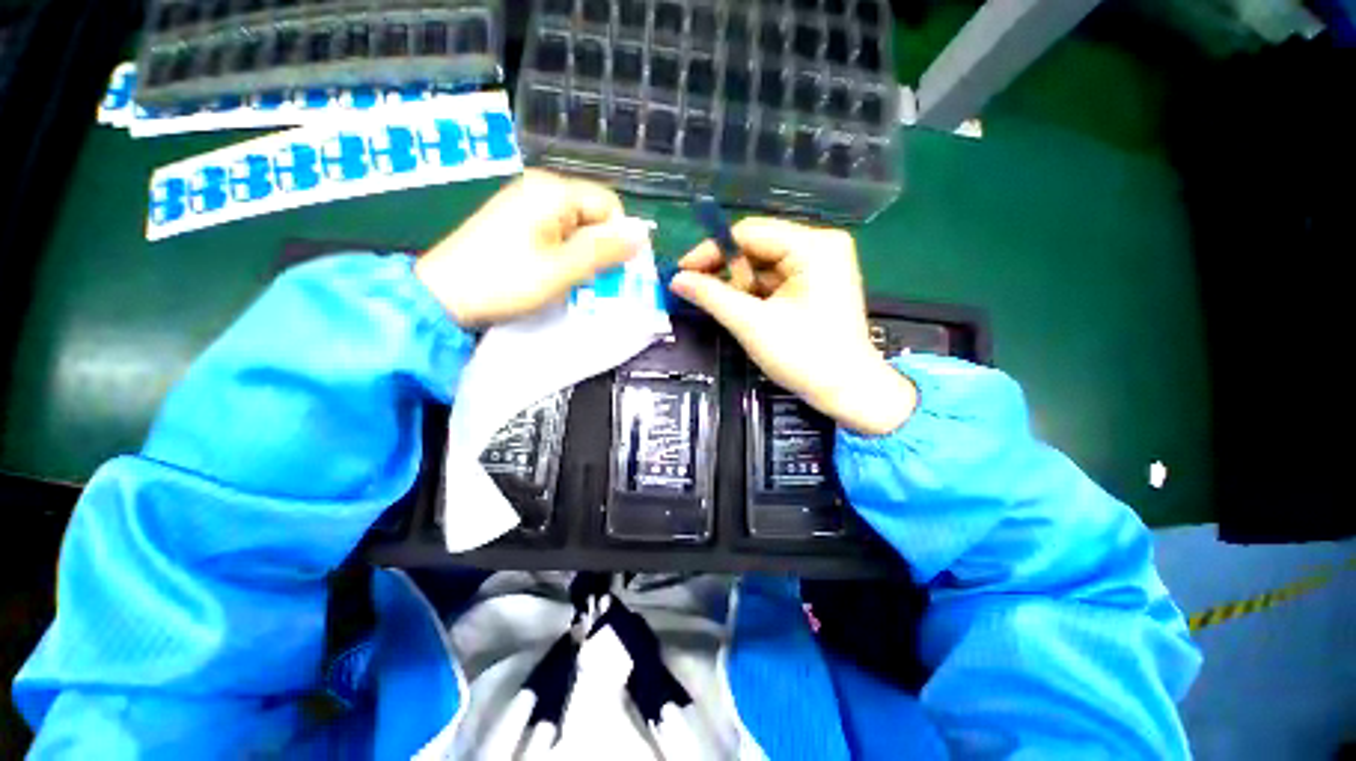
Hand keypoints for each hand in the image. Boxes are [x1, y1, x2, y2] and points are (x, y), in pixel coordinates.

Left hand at [416, 170, 641, 326]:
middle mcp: (540, 188)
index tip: (610, 270)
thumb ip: (605, 250)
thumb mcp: (564, 269)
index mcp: (553, 191)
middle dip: (599, 248)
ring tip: (569, 279)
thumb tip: (642, 235)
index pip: (610, 205)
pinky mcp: (516, 221)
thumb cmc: (507, 281)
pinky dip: (564, 254)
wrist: (445, 296)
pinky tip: (553, 273)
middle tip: (588, 279)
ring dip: (583, 254)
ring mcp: (525, 203)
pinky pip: (557, 233)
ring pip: (577, 227)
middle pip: (593, 214)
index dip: (617, 238)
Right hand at [669, 218, 916, 435]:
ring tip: (737, 313)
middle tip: (703, 294)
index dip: (710, 250)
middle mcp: (821, 245)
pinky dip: (758, 293)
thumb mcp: (752, 324)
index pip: (749, 233)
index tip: (682, 271)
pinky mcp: (819, 281)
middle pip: (758, 246)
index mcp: (813, 246)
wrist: (847, 390)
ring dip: (743, 286)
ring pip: (765, 264)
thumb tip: (677, 279)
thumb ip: (712, 296)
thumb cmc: (804, 356)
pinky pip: (777, 278)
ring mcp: (823, 263)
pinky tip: (751, 312)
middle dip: (729, 272)